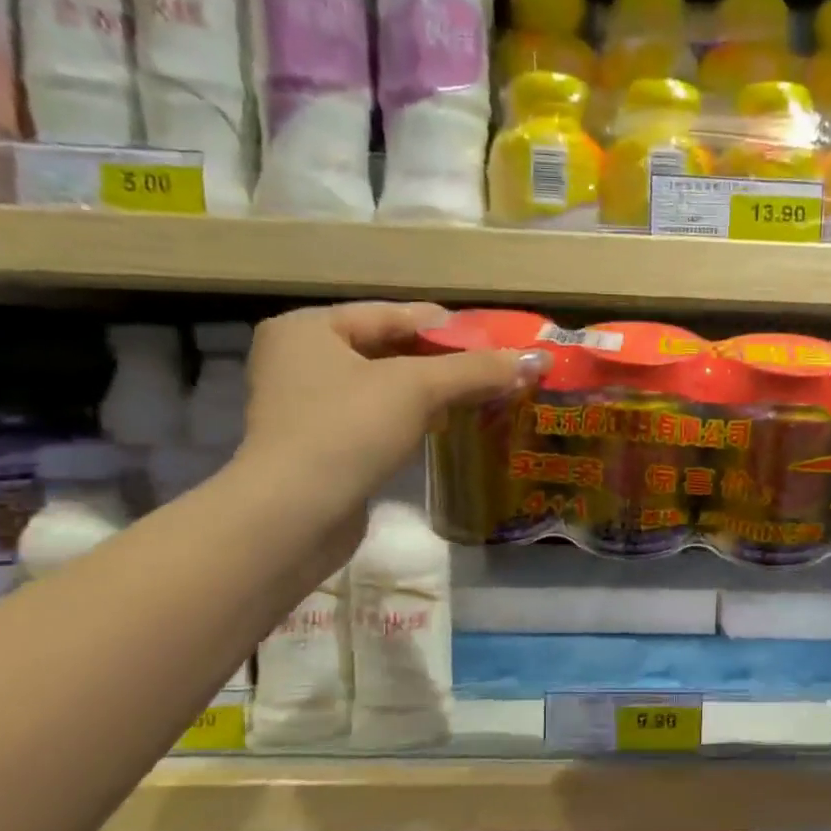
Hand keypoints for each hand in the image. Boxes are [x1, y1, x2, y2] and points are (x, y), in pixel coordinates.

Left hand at [231, 302, 546, 561]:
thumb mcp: (417, 388)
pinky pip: (375, 419)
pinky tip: (444, 428)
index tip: (495, 340)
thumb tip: (537, 359)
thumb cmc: (348, 431)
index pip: (392, 314)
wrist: (294, 517)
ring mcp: (306, 406)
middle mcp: (299, 360)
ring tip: (480, 398)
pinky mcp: (319, 447)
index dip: (449, 327)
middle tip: (494, 371)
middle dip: (444, 362)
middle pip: (389, 350)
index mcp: (309, 328)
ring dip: (431, 393)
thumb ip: (476, 370)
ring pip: (384, 387)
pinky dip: (410, 419)